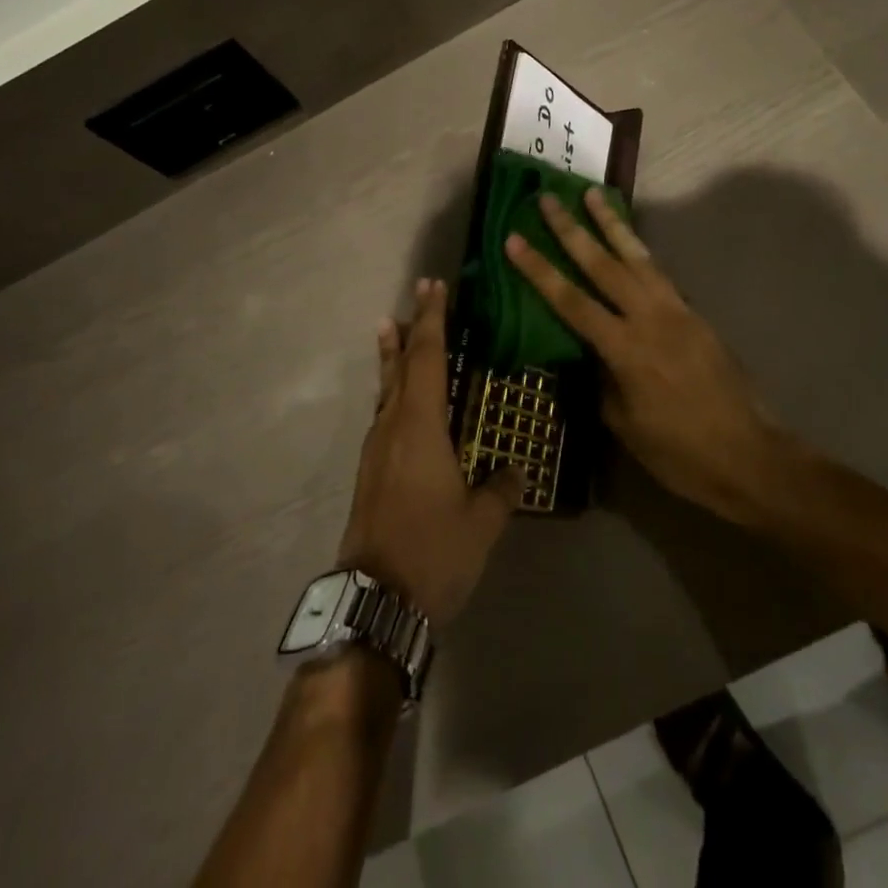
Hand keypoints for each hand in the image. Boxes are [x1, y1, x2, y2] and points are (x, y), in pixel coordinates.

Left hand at [338, 279, 523, 628]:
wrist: (374, 601)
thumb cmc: (432, 552)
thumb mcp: (481, 522)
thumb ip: (501, 489)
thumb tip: (516, 468)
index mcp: (420, 426)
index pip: (428, 358)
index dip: (433, 320)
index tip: (435, 286)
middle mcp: (393, 426)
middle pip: (401, 364)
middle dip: (411, 327)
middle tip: (418, 294)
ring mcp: (377, 448)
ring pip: (386, 387)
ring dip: (393, 355)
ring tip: (392, 327)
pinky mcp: (371, 470)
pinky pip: (383, 412)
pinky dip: (391, 388)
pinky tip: (398, 397)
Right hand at [503, 191, 790, 524]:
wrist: (750, 457)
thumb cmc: (679, 452)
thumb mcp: (625, 424)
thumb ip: (602, 379)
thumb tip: (589, 353)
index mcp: (626, 349)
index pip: (571, 301)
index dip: (539, 270)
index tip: (514, 239)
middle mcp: (650, 319)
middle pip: (603, 264)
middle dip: (572, 229)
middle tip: (548, 198)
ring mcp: (677, 312)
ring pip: (637, 257)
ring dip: (612, 224)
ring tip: (593, 195)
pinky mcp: (696, 315)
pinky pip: (660, 274)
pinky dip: (640, 252)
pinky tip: (630, 242)